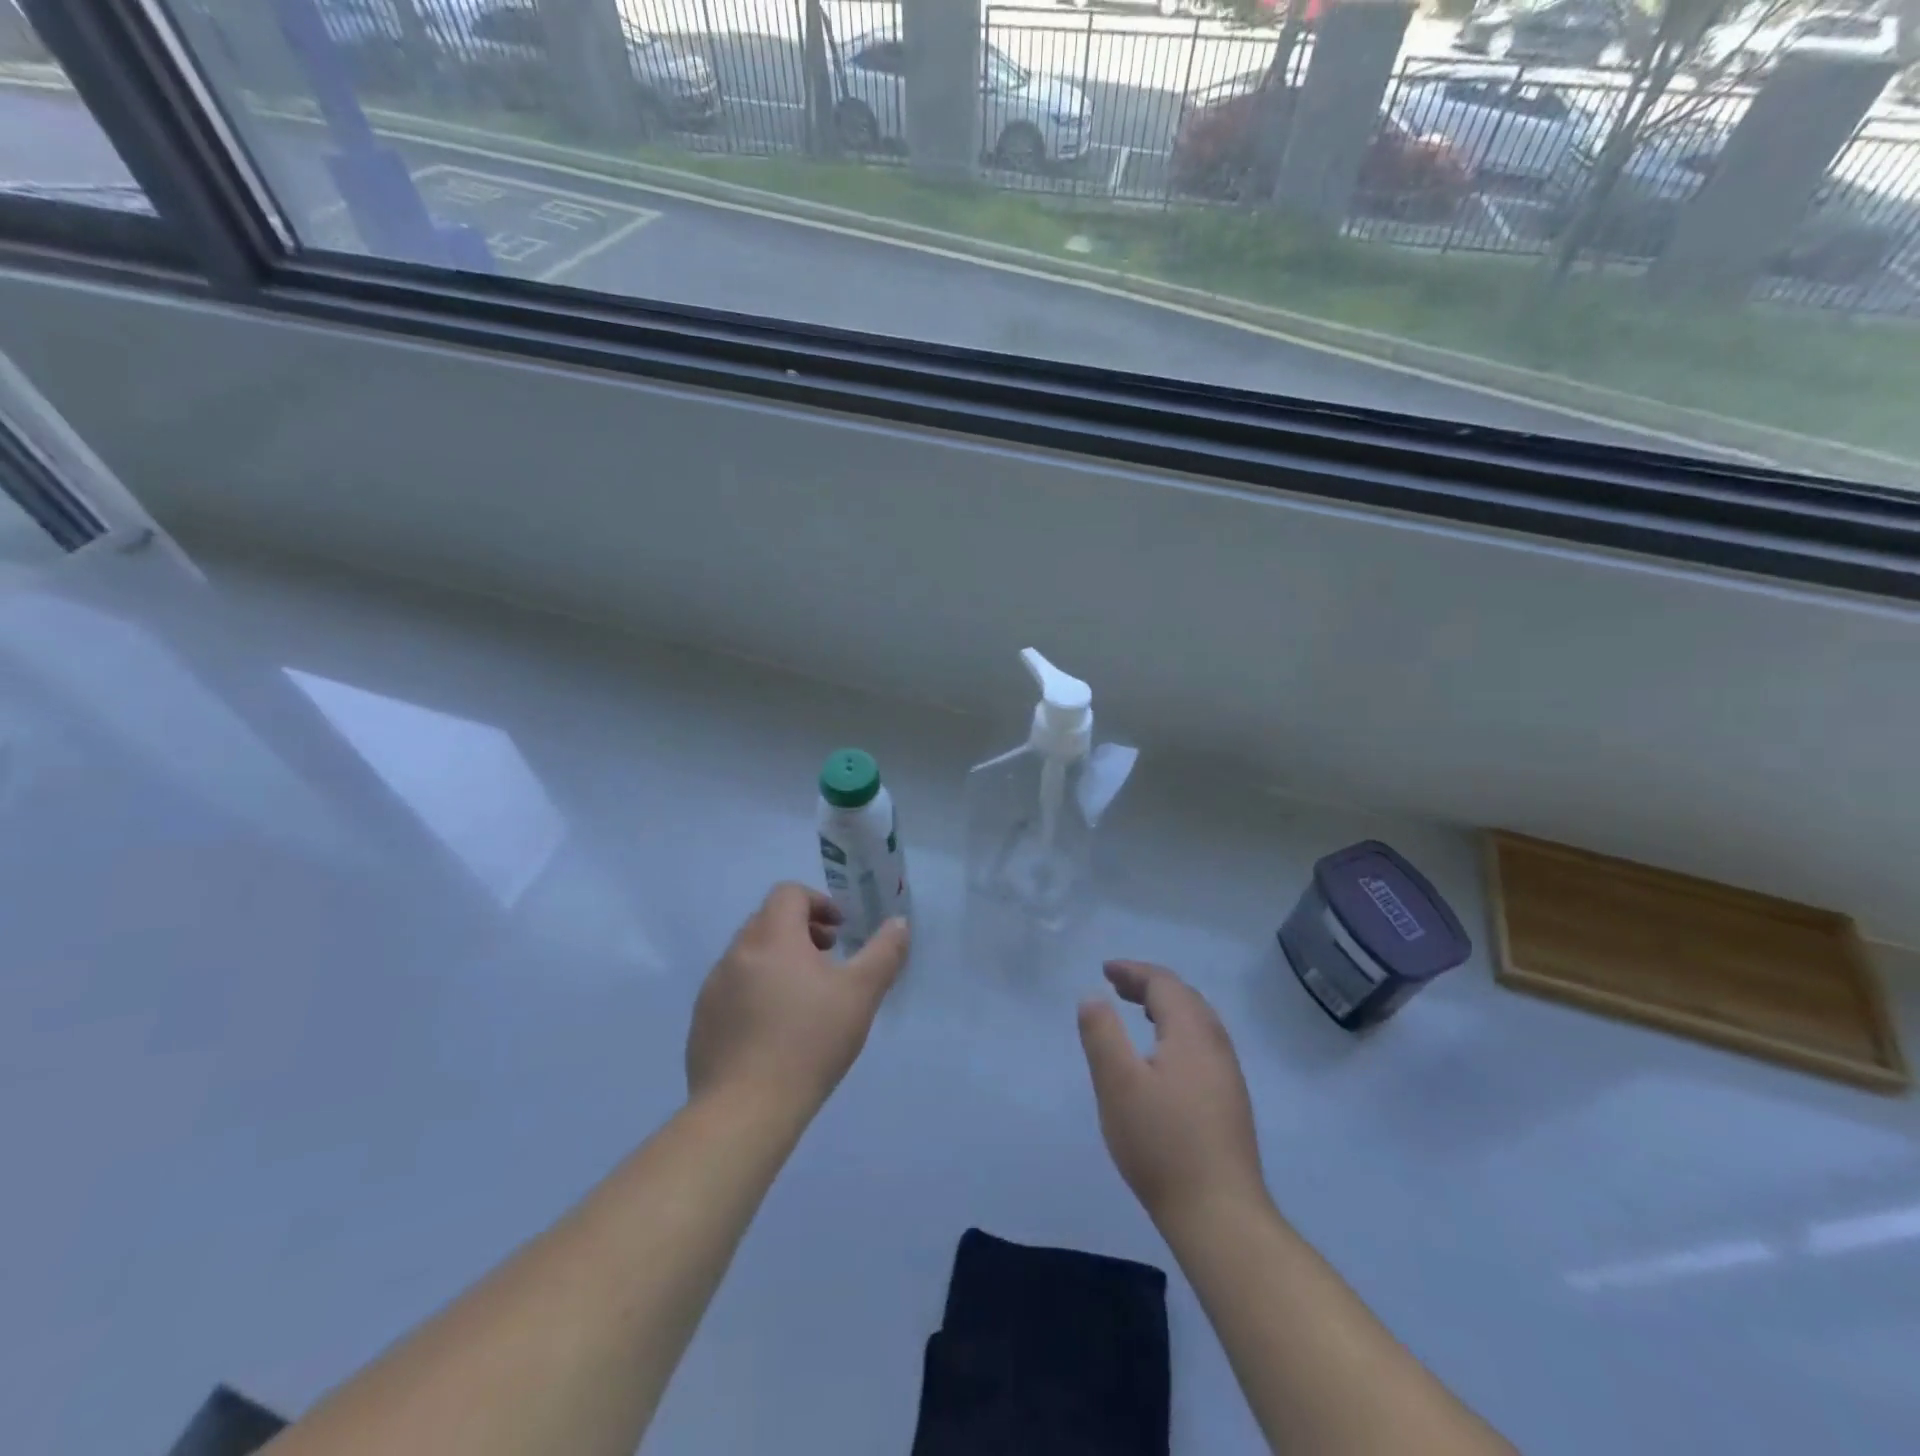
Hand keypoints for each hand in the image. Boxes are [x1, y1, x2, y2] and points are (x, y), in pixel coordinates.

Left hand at [687, 883, 909, 1116]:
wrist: (745, 1110)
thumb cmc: (809, 1042)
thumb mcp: (861, 994)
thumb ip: (884, 952)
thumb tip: (899, 922)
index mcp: (772, 937)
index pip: (788, 894)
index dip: (818, 902)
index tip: (839, 931)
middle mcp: (736, 953)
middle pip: (768, 921)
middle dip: (800, 931)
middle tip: (828, 960)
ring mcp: (713, 988)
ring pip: (749, 956)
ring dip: (778, 961)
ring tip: (803, 998)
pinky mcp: (702, 1022)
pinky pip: (732, 990)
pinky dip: (755, 992)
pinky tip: (774, 1031)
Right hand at [1078, 960, 1266, 1227]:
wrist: (1220, 1215)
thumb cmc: (1162, 1144)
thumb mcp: (1118, 1084)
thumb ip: (1102, 1034)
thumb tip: (1093, 996)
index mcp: (1191, 1033)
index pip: (1164, 983)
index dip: (1133, 971)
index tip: (1105, 970)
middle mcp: (1216, 1045)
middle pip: (1184, 997)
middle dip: (1149, 984)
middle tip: (1117, 987)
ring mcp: (1228, 1075)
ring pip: (1197, 1021)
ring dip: (1166, 1007)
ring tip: (1138, 1011)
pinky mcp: (1230, 1101)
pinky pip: (1202, 1043)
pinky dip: (1177, 1030)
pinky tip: (1163, 1057)